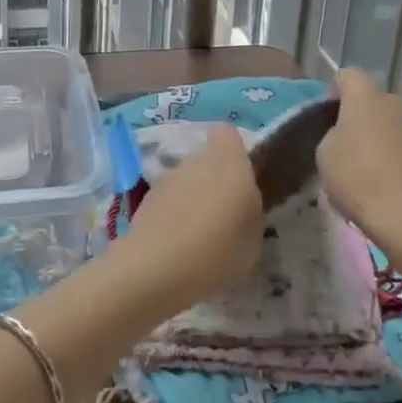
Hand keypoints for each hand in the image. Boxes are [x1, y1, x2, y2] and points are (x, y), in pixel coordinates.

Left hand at [119, 124, 263, 311]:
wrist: (154, 269)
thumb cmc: (217, 252)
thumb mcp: (254, 240)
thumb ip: (251, 213)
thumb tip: (242, 206)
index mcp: (229, 164)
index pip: (227, 133)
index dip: (234, 150)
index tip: (242, 178)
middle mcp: (197, 162)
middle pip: (208, 160)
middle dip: (216, 181)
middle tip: (224, 217)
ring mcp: (168, 178)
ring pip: (188, 180)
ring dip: (194, 199)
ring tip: (199, 238)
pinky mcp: (147, 199)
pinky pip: (170, 199)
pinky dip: (174, 215)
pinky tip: (177, 247)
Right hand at [317, 70, 401, 253]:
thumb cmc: (359, 178)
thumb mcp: (325, 155)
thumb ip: (331, 134)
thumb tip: (344, 135)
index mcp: (365, 97)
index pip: (347, 75)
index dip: (335, 91)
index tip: (326, 116)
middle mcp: (395, 103)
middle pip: (372, 101)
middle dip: (358, 118)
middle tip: (344, 148)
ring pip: (391, 124)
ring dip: (378, 138)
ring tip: (366, 171)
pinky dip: (396, 157)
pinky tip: (387, 185)